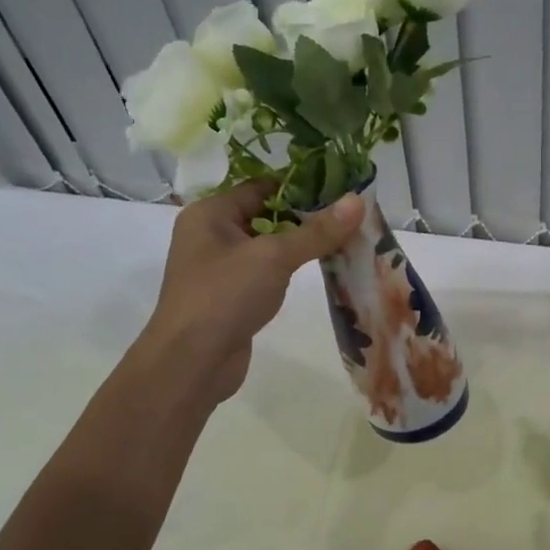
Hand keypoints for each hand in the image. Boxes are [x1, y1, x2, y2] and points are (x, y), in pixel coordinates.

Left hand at [142, 181, 362, 404]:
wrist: (191, 363)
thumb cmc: (224, 297)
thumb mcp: (274, 257)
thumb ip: (317, 231)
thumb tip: (357, 200)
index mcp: (210, 213)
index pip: (261, 186)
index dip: (301, 186)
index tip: (342, 189)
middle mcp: (212, 235)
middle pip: (267, 215)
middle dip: (308, 217)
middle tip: (352, 216)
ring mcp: (221, 269)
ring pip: (269, 247)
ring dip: (303, 245)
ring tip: (348, 240)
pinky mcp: (233, 297)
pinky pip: (268, 273)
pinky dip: (292, 270)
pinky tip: (323, 271)